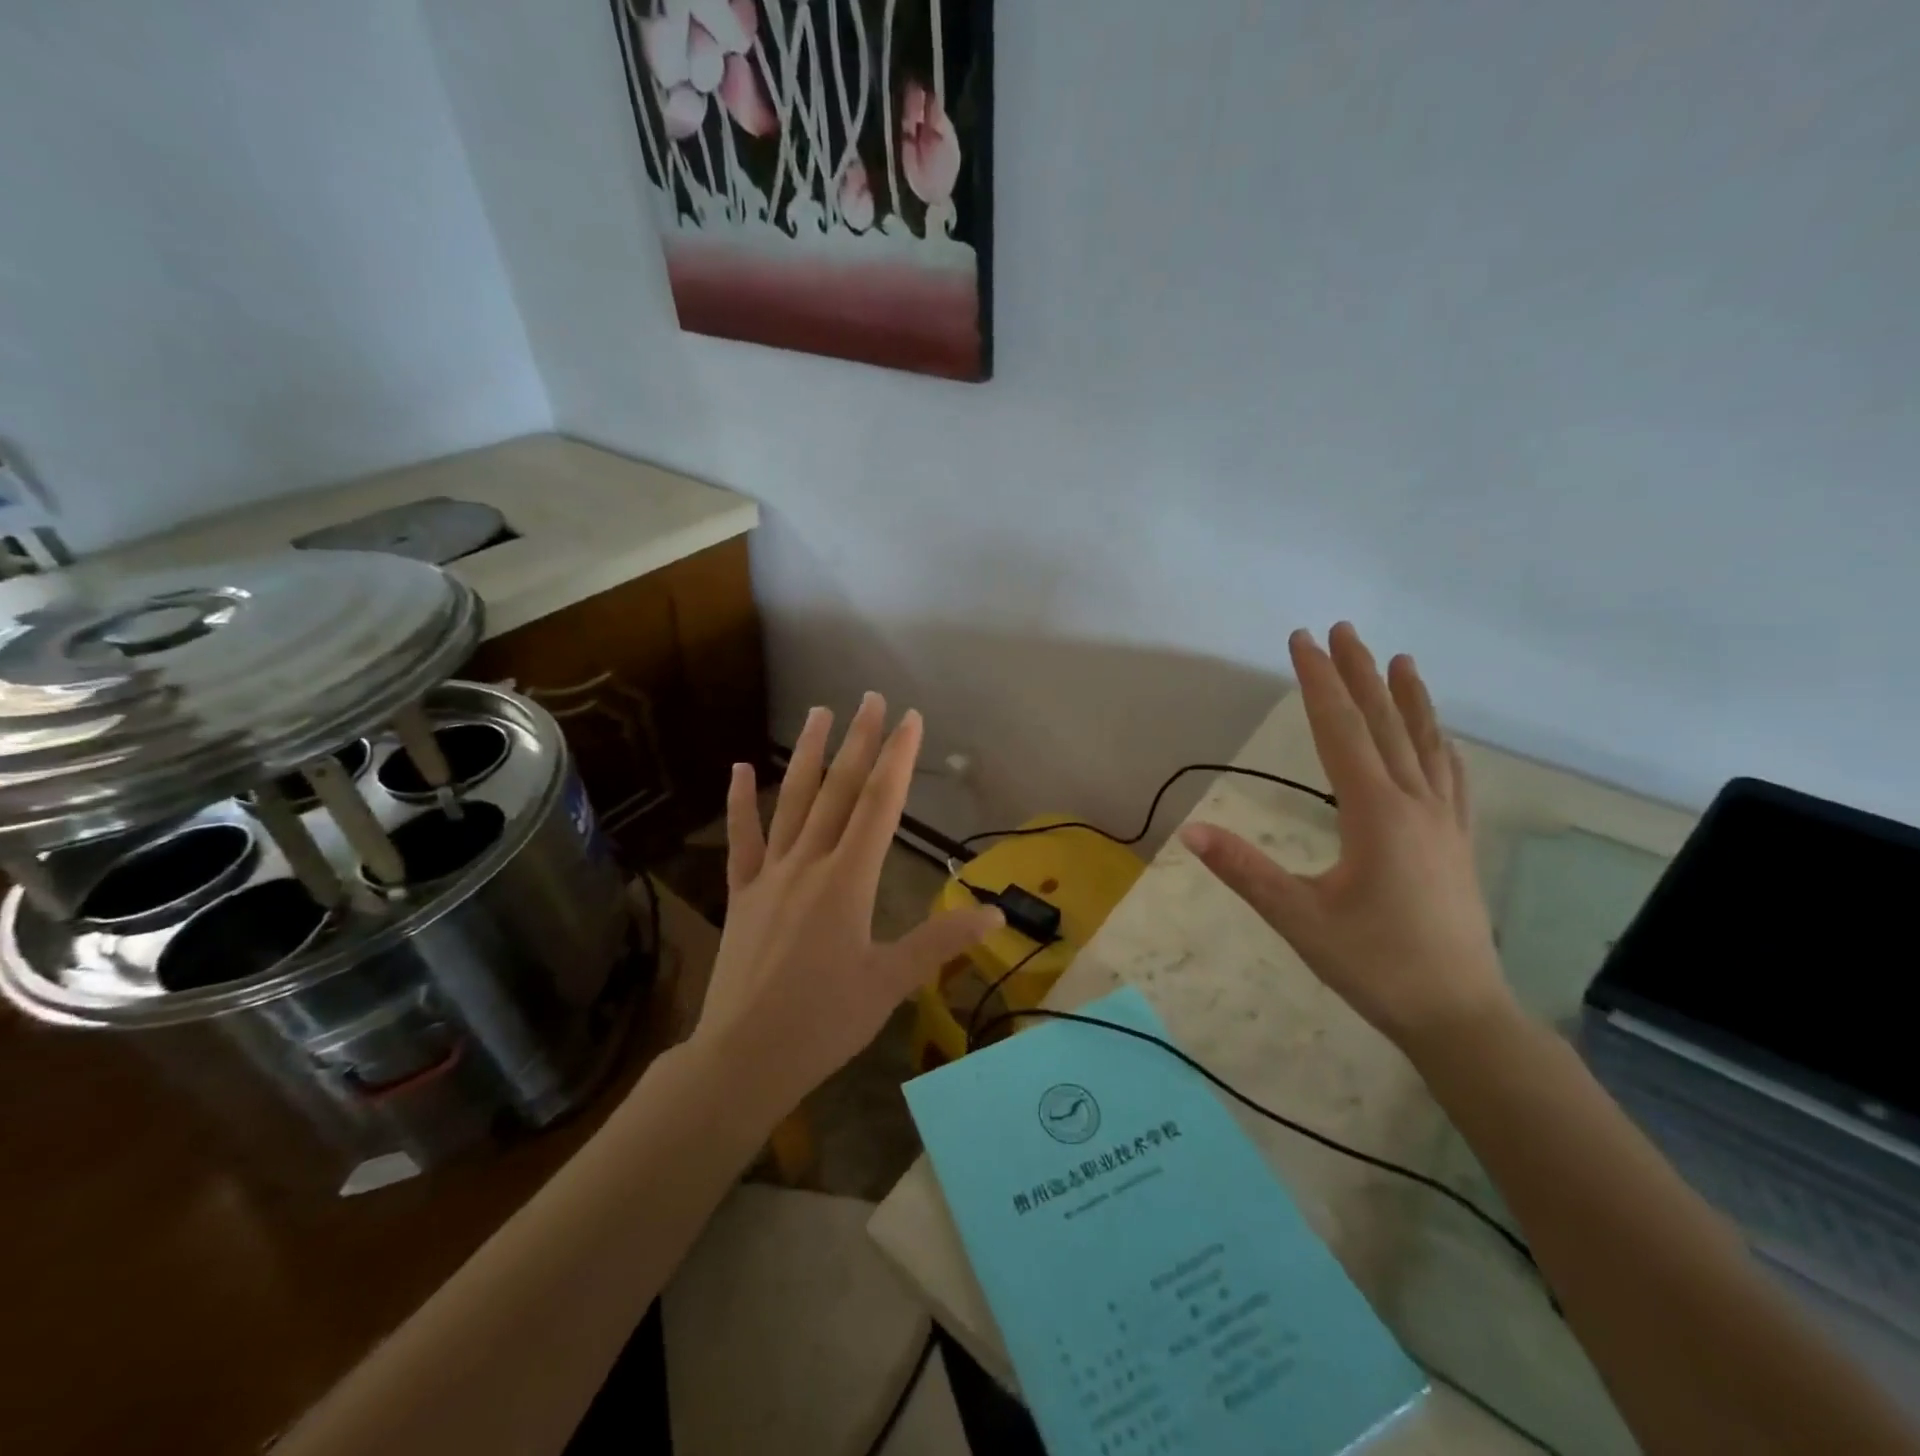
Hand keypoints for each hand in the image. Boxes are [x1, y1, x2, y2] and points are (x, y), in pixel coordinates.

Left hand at [691, 693, 1002, 1114]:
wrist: (743, 1058)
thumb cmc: (824, 1022)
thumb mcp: (891, 984)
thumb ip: (941, 943)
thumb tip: (996, 916)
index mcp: (848, 881)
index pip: (879, 805)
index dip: (897, 758)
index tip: (910, 720)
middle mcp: (809, 864)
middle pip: (838, 791)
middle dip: (858, 741)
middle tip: (870, 698)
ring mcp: (770, 876)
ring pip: (792, 802)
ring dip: (808, 755)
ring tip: (819, 712)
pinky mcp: (742, 895)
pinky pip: (742, 840)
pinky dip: (740, 802)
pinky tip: (740, 768)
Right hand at [1180, 623, 1513, 1055]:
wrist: (1459, 1015)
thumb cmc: (1375, 965)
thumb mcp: (1299, 919)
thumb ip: (1246, 871)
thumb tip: (1191, 830)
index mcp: (1377, 814)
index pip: (1340, 731)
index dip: (1319, 683)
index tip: (1303, 641)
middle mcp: (1415, 804)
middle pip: (1384, 724)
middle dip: (1359, 674)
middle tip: (1341, 629)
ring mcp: (1444, 821)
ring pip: (1424, 743)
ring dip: (1407, 698)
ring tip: (1399, 659)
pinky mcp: (1456, 841)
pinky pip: (1450, 775)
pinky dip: (1438, 742)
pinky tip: (1438, 735)